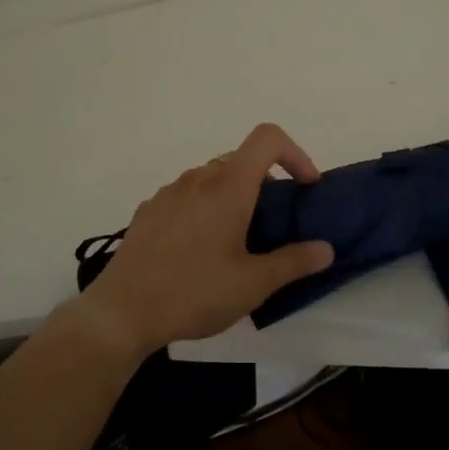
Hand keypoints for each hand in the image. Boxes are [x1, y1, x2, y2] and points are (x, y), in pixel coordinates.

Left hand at [80, 123, 333, 357]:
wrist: (122, 311)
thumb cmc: (194, 292)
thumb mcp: (253, 284)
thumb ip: (294, 262)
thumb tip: (325, 248)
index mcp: (228, 187)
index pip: (267, 138)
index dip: (295, 153)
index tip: (305, 188)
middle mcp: (198, 178)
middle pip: (240, 160)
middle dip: (265, 183)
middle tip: (273, 225)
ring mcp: (169, 192)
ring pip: (211, 177)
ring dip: (233, 196)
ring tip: (236, 241)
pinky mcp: (149, 210)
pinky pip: (186, 195)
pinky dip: (203, 208)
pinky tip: (198, 250)